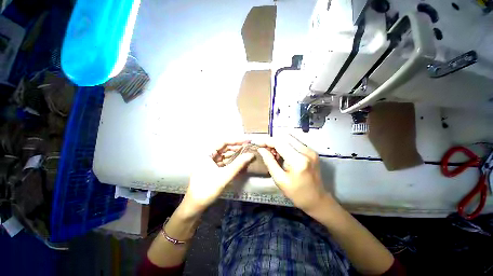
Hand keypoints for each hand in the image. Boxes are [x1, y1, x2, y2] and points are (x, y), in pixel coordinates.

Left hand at [181, 140, 254, 216]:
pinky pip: (224, 162)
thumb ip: (238, 164)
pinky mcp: (212, 169)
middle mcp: (208, 156)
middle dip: (237, 148)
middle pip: (225, 148)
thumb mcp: (225, 175)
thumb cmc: (208, 188)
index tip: (248, 140)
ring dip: (235, 155)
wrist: (195, 206)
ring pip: (225, 156)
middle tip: (249, 148)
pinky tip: (240, 162)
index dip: (237, 141)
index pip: (224, 142)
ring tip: (247, 154)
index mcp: (207, 153)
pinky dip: (232, 162)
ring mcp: (210, 163)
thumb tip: (251, 154)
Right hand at [257, 135, 330, 212]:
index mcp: (298, 161)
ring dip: (279, 143)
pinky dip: (286, 145)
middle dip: (272, 142)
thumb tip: (261, 149)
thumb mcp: (279, 179)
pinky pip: (295, 142)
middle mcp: (306, 152)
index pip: (279, 143)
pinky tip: (282, 154)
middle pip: (285, 138)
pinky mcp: (312, 151)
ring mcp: (311, 150)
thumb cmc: (296, 193)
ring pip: (290, 138)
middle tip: (265, 150)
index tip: (258, 143)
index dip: (267, 141)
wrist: (317, 199)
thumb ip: (269, 162)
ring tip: (273, 153)